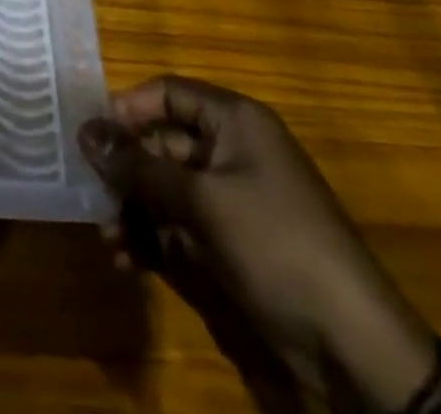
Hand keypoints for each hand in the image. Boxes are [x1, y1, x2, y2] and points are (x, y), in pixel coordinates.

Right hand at [80, 77, 439, 409]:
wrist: (354, 347)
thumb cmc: (276, 244)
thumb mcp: (203, 200)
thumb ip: (140, 166)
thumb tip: (86, 133)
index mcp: (234, 122)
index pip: (167, 93)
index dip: (128, 109)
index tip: (91, 138)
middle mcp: (231, 151)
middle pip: (162, 143)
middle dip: (125, 171)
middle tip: (92, 197)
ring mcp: (232, 199)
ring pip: (165, 188)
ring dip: (133, 210)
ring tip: (110, 240)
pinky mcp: (232, 243)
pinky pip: (179, 226)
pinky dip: (153, 239)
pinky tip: (130, 260)